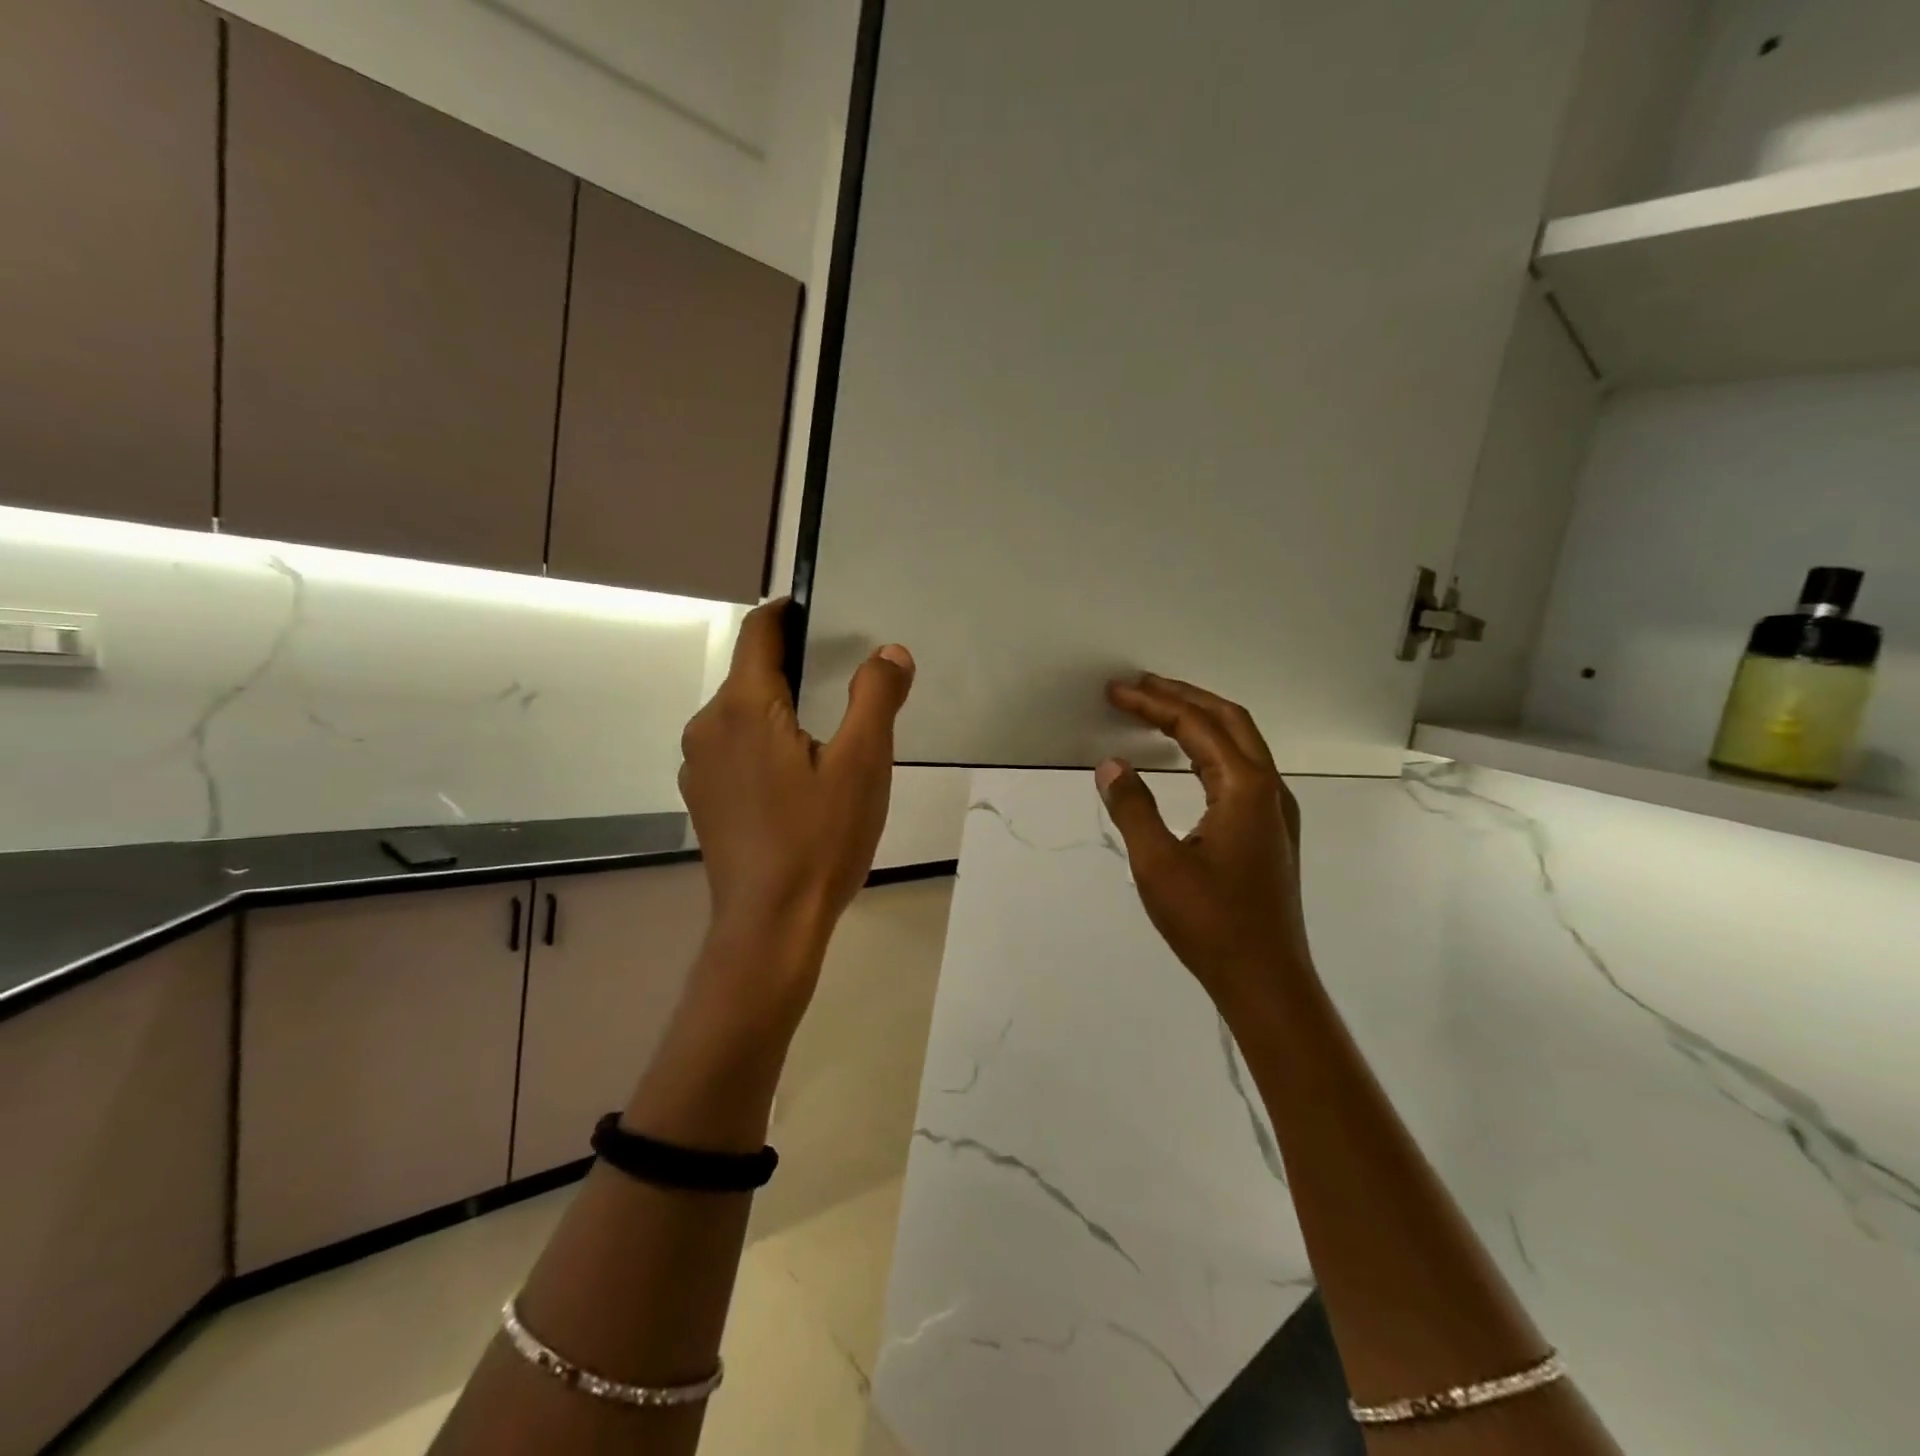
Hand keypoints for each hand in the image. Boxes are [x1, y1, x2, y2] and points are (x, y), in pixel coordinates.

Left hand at [678, 599, 913, 990]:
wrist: (770, 925)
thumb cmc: (819, 839)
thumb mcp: (862, 764)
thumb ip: (876, 697)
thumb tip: (889, 652)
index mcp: (743, 707)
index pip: (759, 631)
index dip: (788, 612)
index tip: (821, 613)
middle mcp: (708, 726)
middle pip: (751, 673)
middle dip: (794, 666)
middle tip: (844, 683)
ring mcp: (699, 765)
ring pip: (742, 713)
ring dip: (780, 708)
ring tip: (826, 735)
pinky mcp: (703, 798)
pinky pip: (734, 748)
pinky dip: (764, 742)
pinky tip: (797, 779)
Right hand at [1096, 674, 1310, 1005]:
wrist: (1266, 980)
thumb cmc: (1211, 923)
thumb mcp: (1157, 865)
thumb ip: (1133, 808)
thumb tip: (1111, 766)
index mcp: (1245, 788)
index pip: (1196, 726)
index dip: (1154, 703)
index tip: (1117, 691)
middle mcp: (1269, 789)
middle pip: (1229, 720)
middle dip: (1183, 697)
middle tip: (1140, 685)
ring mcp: (1275, 811)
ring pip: (1240, 744)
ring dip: (1200, 720)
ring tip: (1160, 711)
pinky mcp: (1270, 832)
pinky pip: (1242, 769)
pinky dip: (1211, 749)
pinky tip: (1190, 761)